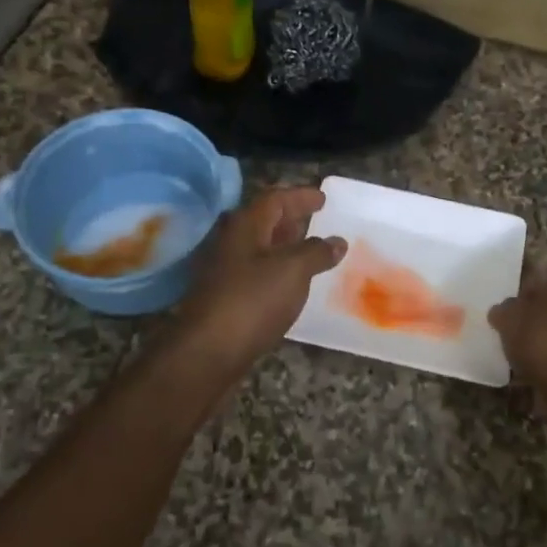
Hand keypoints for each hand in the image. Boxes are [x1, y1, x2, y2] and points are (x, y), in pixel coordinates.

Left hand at [169, 187, 346, 379]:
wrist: (209, 351)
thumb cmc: (253, 301)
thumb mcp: (293, 271)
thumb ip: (316, 252)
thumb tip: (336, 241)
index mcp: (246, 225)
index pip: (275, 198)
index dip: (301, 196)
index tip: (323, 198)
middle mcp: (232, 241)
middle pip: (264, 220)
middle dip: (291, 218)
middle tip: (317, 220)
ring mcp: (226, 269)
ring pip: (260, 247)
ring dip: (285, 244)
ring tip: (311, 249)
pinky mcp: (226, 295)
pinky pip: (257, 270)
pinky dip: (278, 268)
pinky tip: (292, 282)